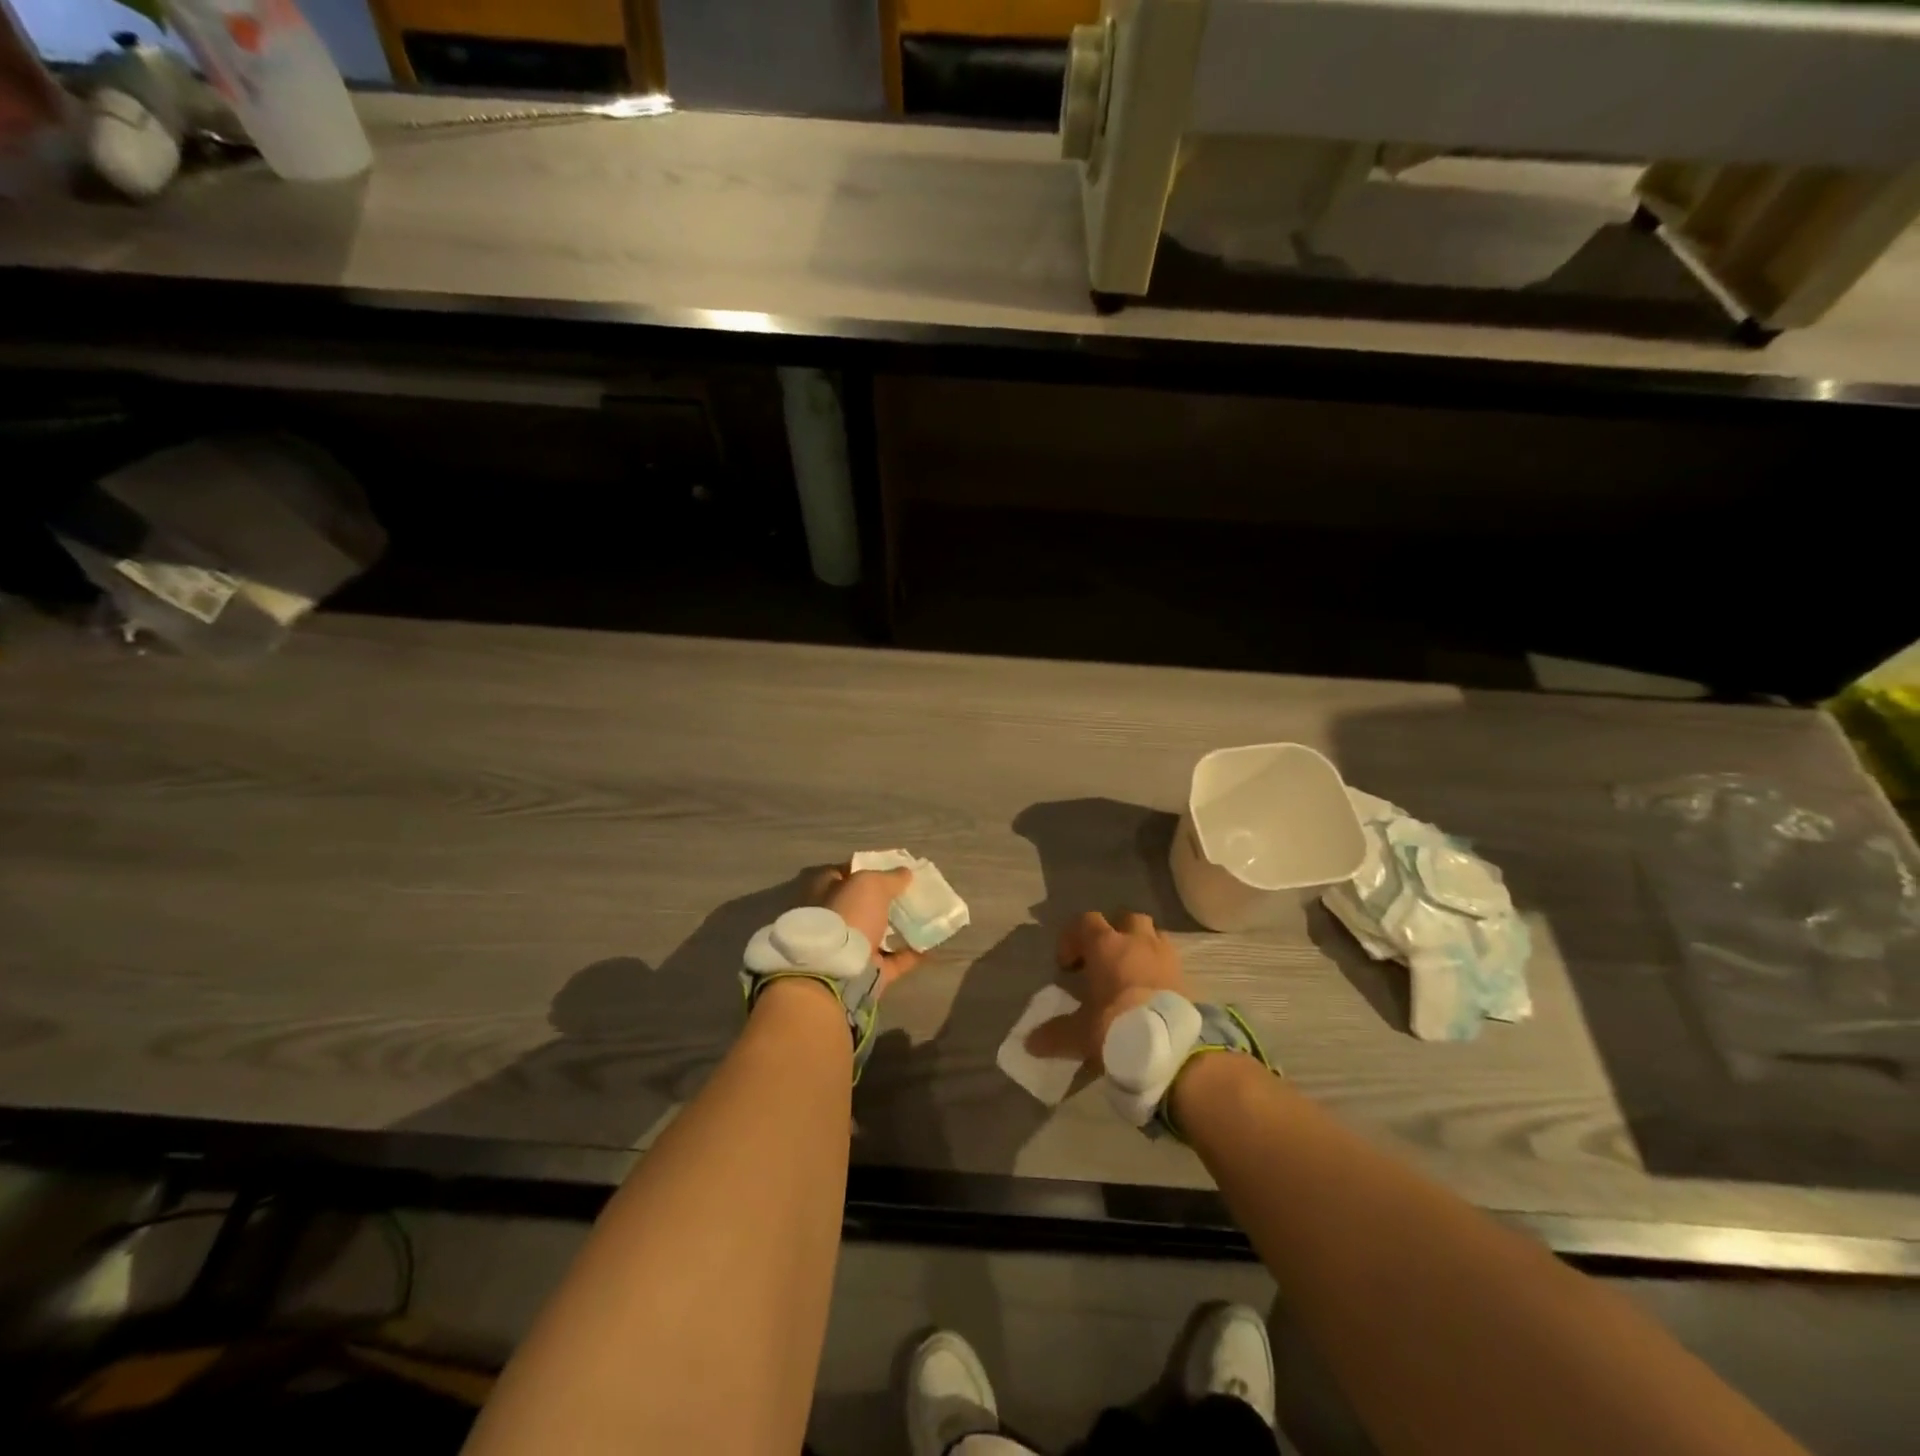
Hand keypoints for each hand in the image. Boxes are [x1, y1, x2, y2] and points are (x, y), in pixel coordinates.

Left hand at [809, 863, 923, 992]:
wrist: (835, 973)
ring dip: (895, 928)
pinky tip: (929, 947)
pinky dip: (907, 955)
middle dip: (882, 900)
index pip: (842, 873)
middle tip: (909, 893)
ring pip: (874, 934)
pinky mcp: (862, 973)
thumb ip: (889, 877)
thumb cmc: (847, 916)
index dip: (866, 868)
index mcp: (819, 891)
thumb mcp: (870, 885)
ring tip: (923, 918)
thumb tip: (905, 873)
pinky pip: (890, 961)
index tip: (892, 869)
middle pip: (859, 905)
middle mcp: (827, 919)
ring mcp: (843, 948)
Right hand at [1025, 911, 1189, 1068]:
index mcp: (1105, 945)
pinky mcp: (1184, 975)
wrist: (1169, 1045)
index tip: (1067, 964)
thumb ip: (1054, 1034)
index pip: (1086, 921)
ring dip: (1141, 945)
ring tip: (1131, 969)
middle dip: (1114, 933)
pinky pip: (1170, 958)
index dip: (1073, 937)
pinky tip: (1151, 988)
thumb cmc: (1115, 1025)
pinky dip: (1159, 966)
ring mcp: (1164, 955)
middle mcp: (1136, 941)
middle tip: (1104, 959)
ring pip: (1153, 933)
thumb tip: (1030, 1043)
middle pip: (1125, 918)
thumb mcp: (1079, 1033)